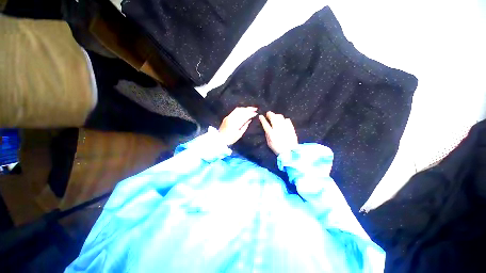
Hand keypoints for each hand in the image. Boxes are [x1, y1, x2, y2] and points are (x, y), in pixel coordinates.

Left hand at [219, 107, 257, 144]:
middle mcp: (232, 118)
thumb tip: (249, 120)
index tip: (256, 113)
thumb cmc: (231, 139)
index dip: (251, 114)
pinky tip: (243, 110)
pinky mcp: (227, 117)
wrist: (220, 139)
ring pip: (237, 110)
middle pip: (241, 111)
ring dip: (244, 108)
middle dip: (248, 109)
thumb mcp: (239, 134)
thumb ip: (245, 126)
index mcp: (235, 123)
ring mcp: (228, 117)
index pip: (244, 116)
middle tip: (255, 108)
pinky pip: (234, 111)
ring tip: (250, 108)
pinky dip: (240, 109)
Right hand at [259, 111, 297, 154]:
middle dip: (269, 114)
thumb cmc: (278, 149)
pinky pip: (287, 120)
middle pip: (273, 117)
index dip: (262, 119)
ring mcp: (285, 127)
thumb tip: (267, 129)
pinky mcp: (291, 127)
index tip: (260, 116)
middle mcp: (278, 128)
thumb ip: (267, 135)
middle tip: (268, 114)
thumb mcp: (269, 143)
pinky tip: (283, 121)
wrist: (290, 151)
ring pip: (280, 117)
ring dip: (276, 115)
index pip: (265, 124)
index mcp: (271, 133)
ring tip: (275, 116)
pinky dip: (284, 119)